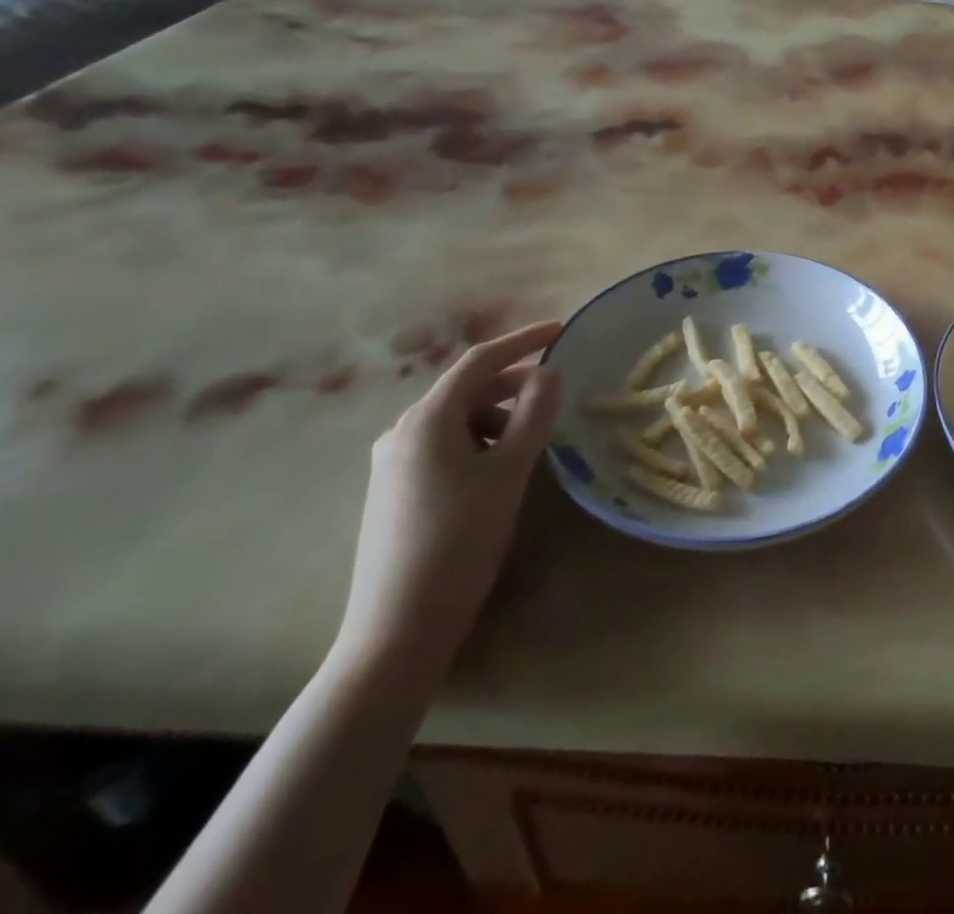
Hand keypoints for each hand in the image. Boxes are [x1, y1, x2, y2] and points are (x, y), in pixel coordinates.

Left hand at [336, 321, 562, 675]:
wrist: (399, 624)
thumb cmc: (461, 536)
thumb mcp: (509, 470)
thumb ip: (533, 414)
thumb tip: (549, 372)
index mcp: (427, 419)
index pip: (480, 361)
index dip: (522, 341)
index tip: (561, 330)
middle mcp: (402, 431)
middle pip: (467, 390)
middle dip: (514, 385)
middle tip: (556, 394)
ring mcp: (393, 463)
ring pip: (457, 421)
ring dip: (498, 418)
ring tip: (531, 444)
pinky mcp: (394, 490)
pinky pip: (444, 446)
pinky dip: (479, 443)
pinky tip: (499, 470)